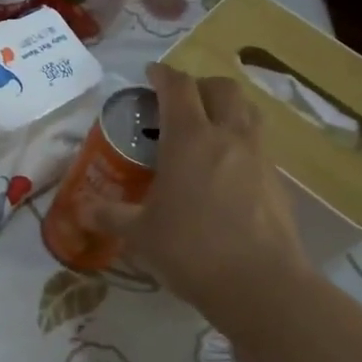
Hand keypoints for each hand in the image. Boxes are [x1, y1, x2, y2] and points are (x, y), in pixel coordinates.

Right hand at [96, 63, 310, 329]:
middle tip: (179, 102)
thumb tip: (82, 210)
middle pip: (222, 88)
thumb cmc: (190, 249)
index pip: (178, 87)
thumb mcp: (139, 234)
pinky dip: (241, 143)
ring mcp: (259, 158)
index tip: (149, 74)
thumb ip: (110, 216)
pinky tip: (225, 171)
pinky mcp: (279, 183)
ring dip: (227, 109)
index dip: (162, 74)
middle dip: (200, 86)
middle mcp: (228, 137)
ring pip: (248, 112)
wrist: (261, 286)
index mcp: (190, 138)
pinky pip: (259, 146)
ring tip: (206, 129)